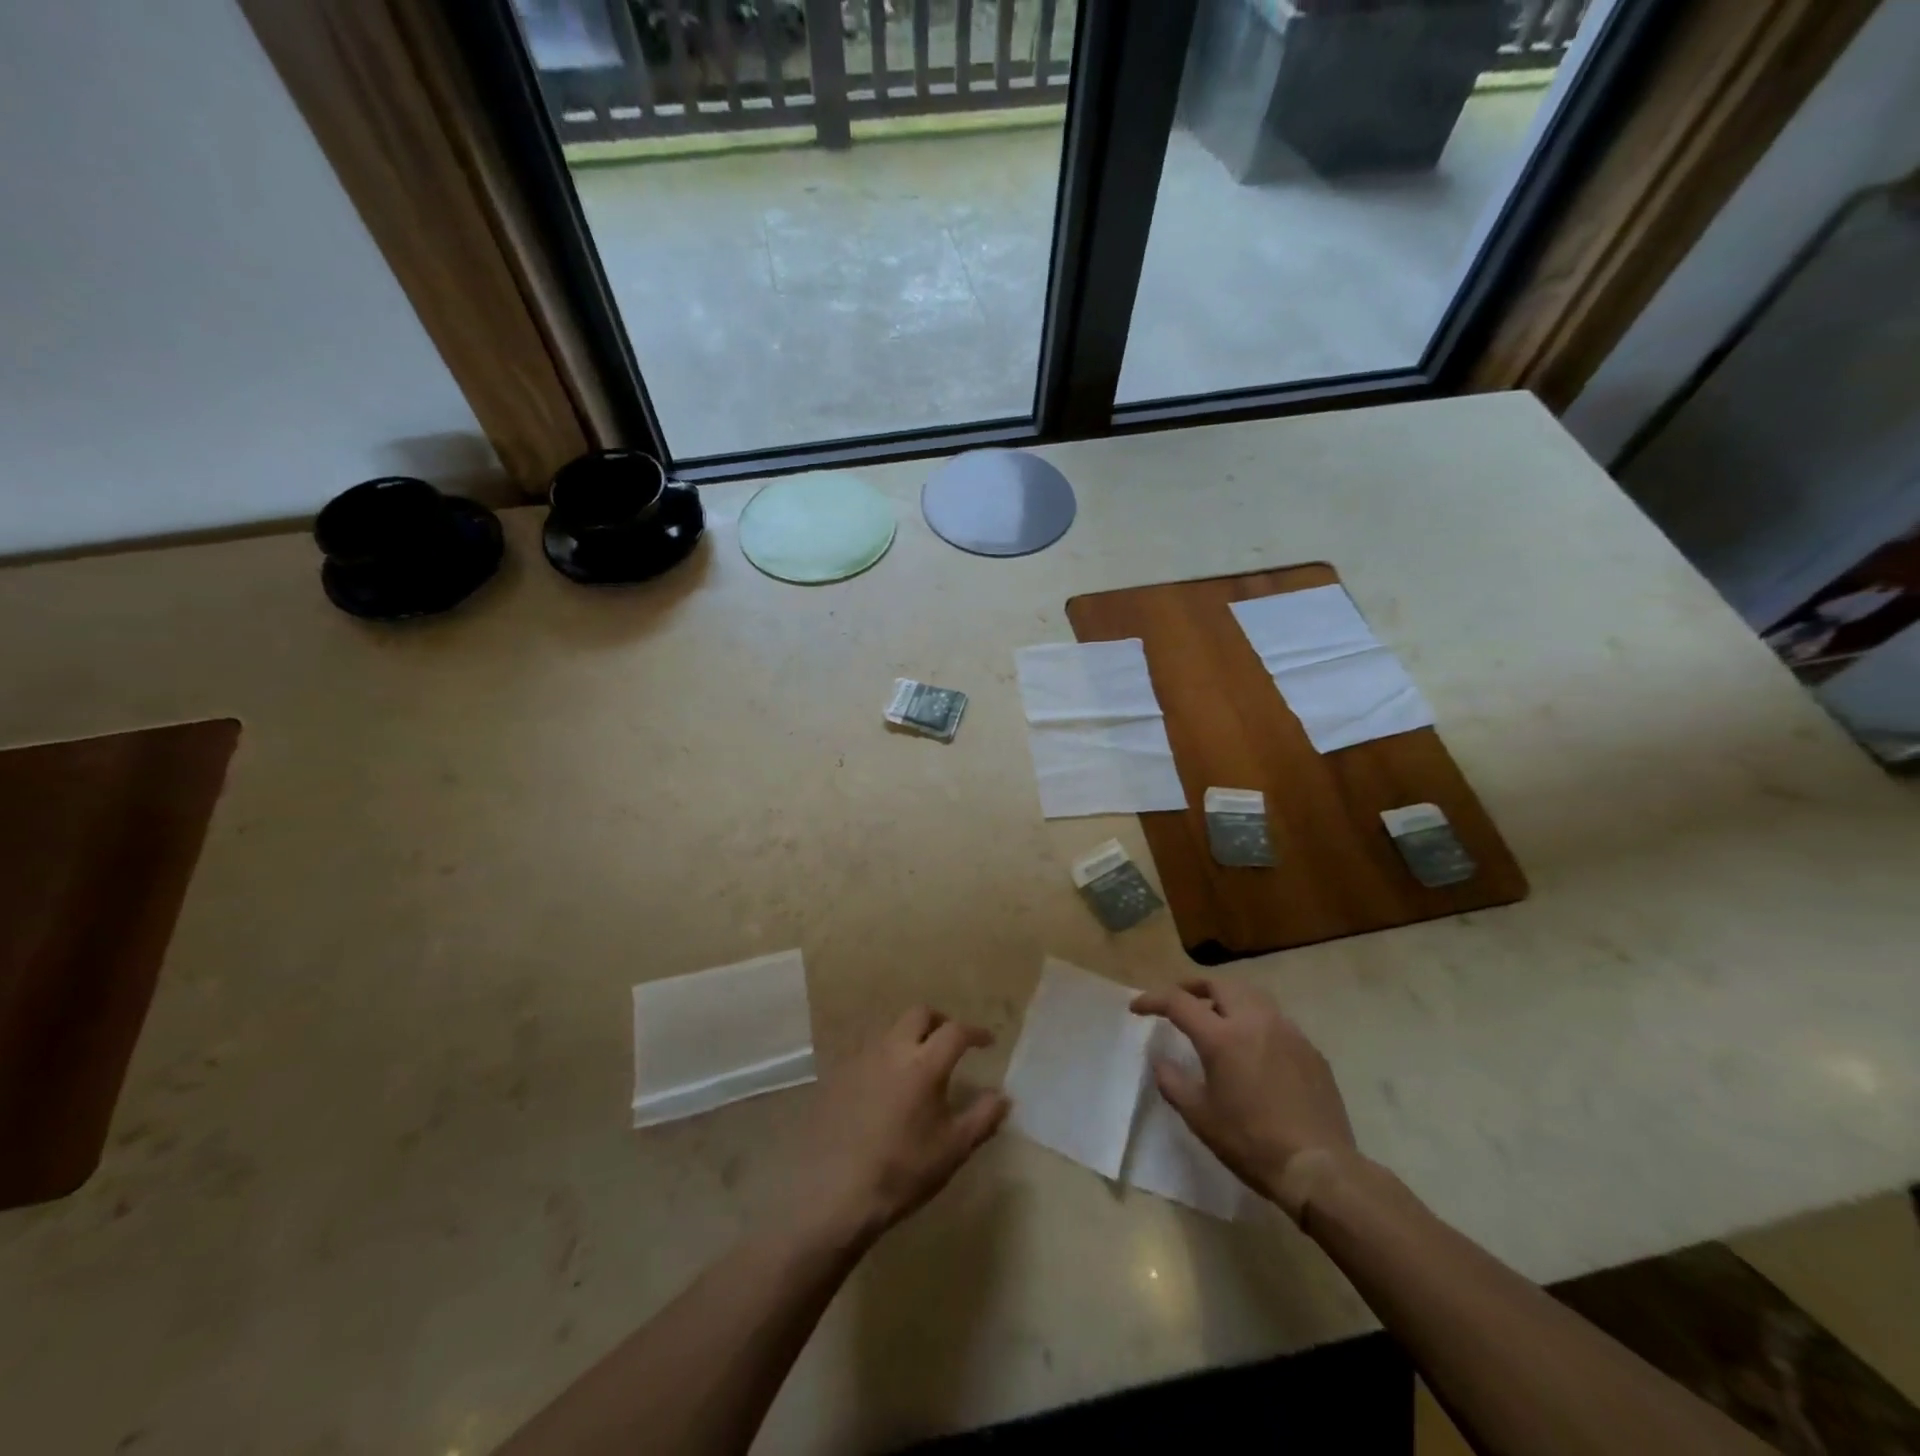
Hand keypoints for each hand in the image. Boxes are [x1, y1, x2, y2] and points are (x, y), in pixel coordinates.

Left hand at [787, 1007, 1009, 1248]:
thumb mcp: (953, 1149)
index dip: (975, 1033)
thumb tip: (1004, 1096)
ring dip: (910, 1037)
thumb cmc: (903, 1170)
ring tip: (919, 1062)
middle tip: (950, 1042)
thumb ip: (983, 1117)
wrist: (837, 1192)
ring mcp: (861, 1059)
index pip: (956, 1031)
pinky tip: (886, 1083)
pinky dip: (885, 1056)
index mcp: (924, 1064)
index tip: (987, 1042)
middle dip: (940, 1021)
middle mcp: (892, 1049)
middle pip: (919, 1014)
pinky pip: (868, 1051)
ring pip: (891, 1030)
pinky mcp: (838, 1074)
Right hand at [1130, 978, 1356, 1209]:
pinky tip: (1254, 1048)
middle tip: (1179, 1001)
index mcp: (1222, 1036)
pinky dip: (1255, 1021)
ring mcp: (1287, 1032)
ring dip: (1227, 999)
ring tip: (1216, 1018)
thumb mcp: (1200, 1116)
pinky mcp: (1310, 1049)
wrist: (1319, 1168)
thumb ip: (1173, 1082)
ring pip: (1251, 996)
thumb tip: (1161, 1061)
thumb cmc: (1251, 1141)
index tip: (1137, 1008)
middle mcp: (1254, 1021)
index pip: (1178, 1002)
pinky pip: (1276, 1021)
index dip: (1153, 1000)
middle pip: (1219, 985)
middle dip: (1193, 987)